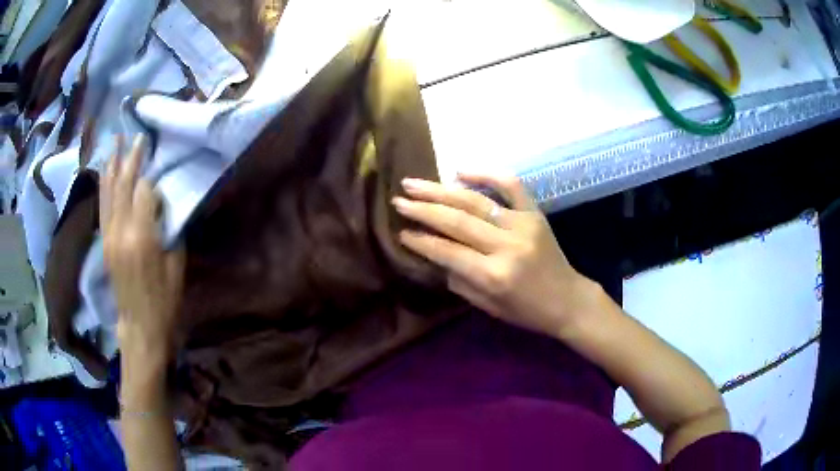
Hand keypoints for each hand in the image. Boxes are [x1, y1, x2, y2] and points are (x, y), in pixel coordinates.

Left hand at [100, 135, 184, 364]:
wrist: (140, 323)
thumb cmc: (164, 298)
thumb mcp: (176, 264)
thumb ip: (169, 228)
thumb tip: (162, 204)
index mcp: (141, 237)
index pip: (144, 191)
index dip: (153, 179)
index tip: (162, 176)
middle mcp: (120, 230)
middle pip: (124, 185)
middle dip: (131, 158)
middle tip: (136, 135)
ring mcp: (109, 235)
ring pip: (109, 191)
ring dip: (112, 164)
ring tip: (115, 141)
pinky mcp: (104, 241)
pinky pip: (102, 205)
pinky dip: (104, 184)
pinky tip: (105, 170)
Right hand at [393, 174, 596, 337]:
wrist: (568, 300)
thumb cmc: (526, 311)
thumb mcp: (488, 306)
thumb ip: (459, 280)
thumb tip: (433, 254)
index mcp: (493, 275)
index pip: (447, 251)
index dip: (420, 241)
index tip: (399, 231)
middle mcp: (506, 246)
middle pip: (456, 221)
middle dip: (423, 209)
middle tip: (398, 200)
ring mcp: (523, 224)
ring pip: (475, 200)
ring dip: (441, 190)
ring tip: (414, 183)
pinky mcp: (535, 213)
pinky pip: (511, 185)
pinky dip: (486, 173)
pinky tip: (460, 171)